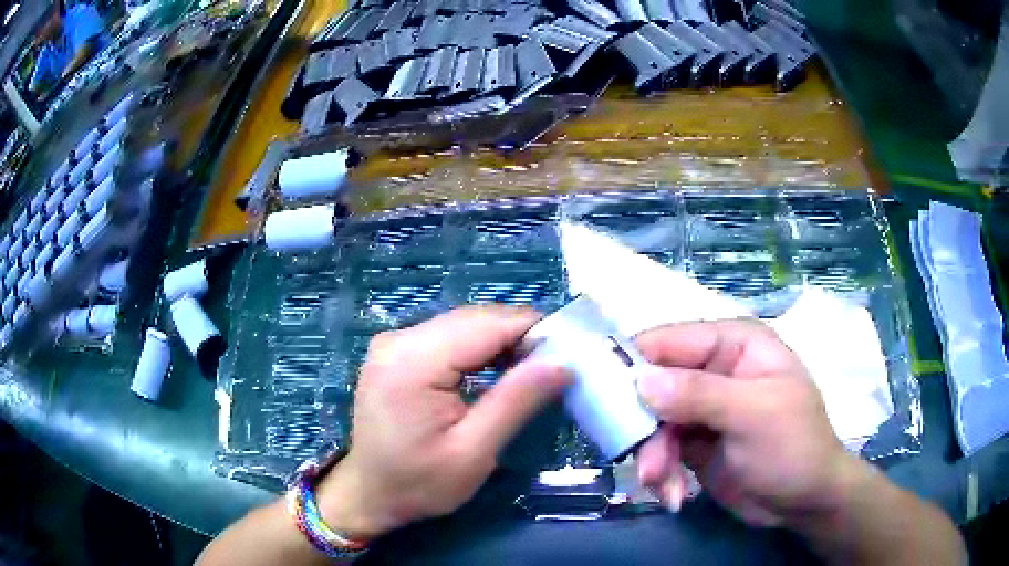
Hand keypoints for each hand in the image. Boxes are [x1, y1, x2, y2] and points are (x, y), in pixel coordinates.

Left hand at [316, 306, 567, 539]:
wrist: (369, 494)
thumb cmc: (419, 483)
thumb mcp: (474, 451)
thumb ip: (517, 401)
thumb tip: (563, 362)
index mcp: (413, 361)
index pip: (487, 324)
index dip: (533, 330)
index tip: (569, 350)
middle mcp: (399, 339)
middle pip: (475, 319)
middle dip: (519, 336)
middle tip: (554, 366)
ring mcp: (394, 342)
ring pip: (464, 325)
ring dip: (501, 342)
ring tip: (531, 370)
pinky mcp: (396, 352)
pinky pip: (448, 337)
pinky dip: (478, 349)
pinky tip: (497, 370)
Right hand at [633, 319, 861, 527]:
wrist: (805, 502)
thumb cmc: (794, 447)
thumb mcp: (753, 416)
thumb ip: (699, 395)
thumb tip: (640, 380)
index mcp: (733, 344)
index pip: (670, 340)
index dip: (632, 363)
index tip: (600, 398)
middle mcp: (714, 370)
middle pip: (653, 385)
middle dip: (645, 427)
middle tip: (644, 463)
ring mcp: (703, 408)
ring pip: (652, 422)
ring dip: (652, 457)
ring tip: (662, 486)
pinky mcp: (694, 442)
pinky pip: (660, 449)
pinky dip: (660, 472)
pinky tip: (673, 495)